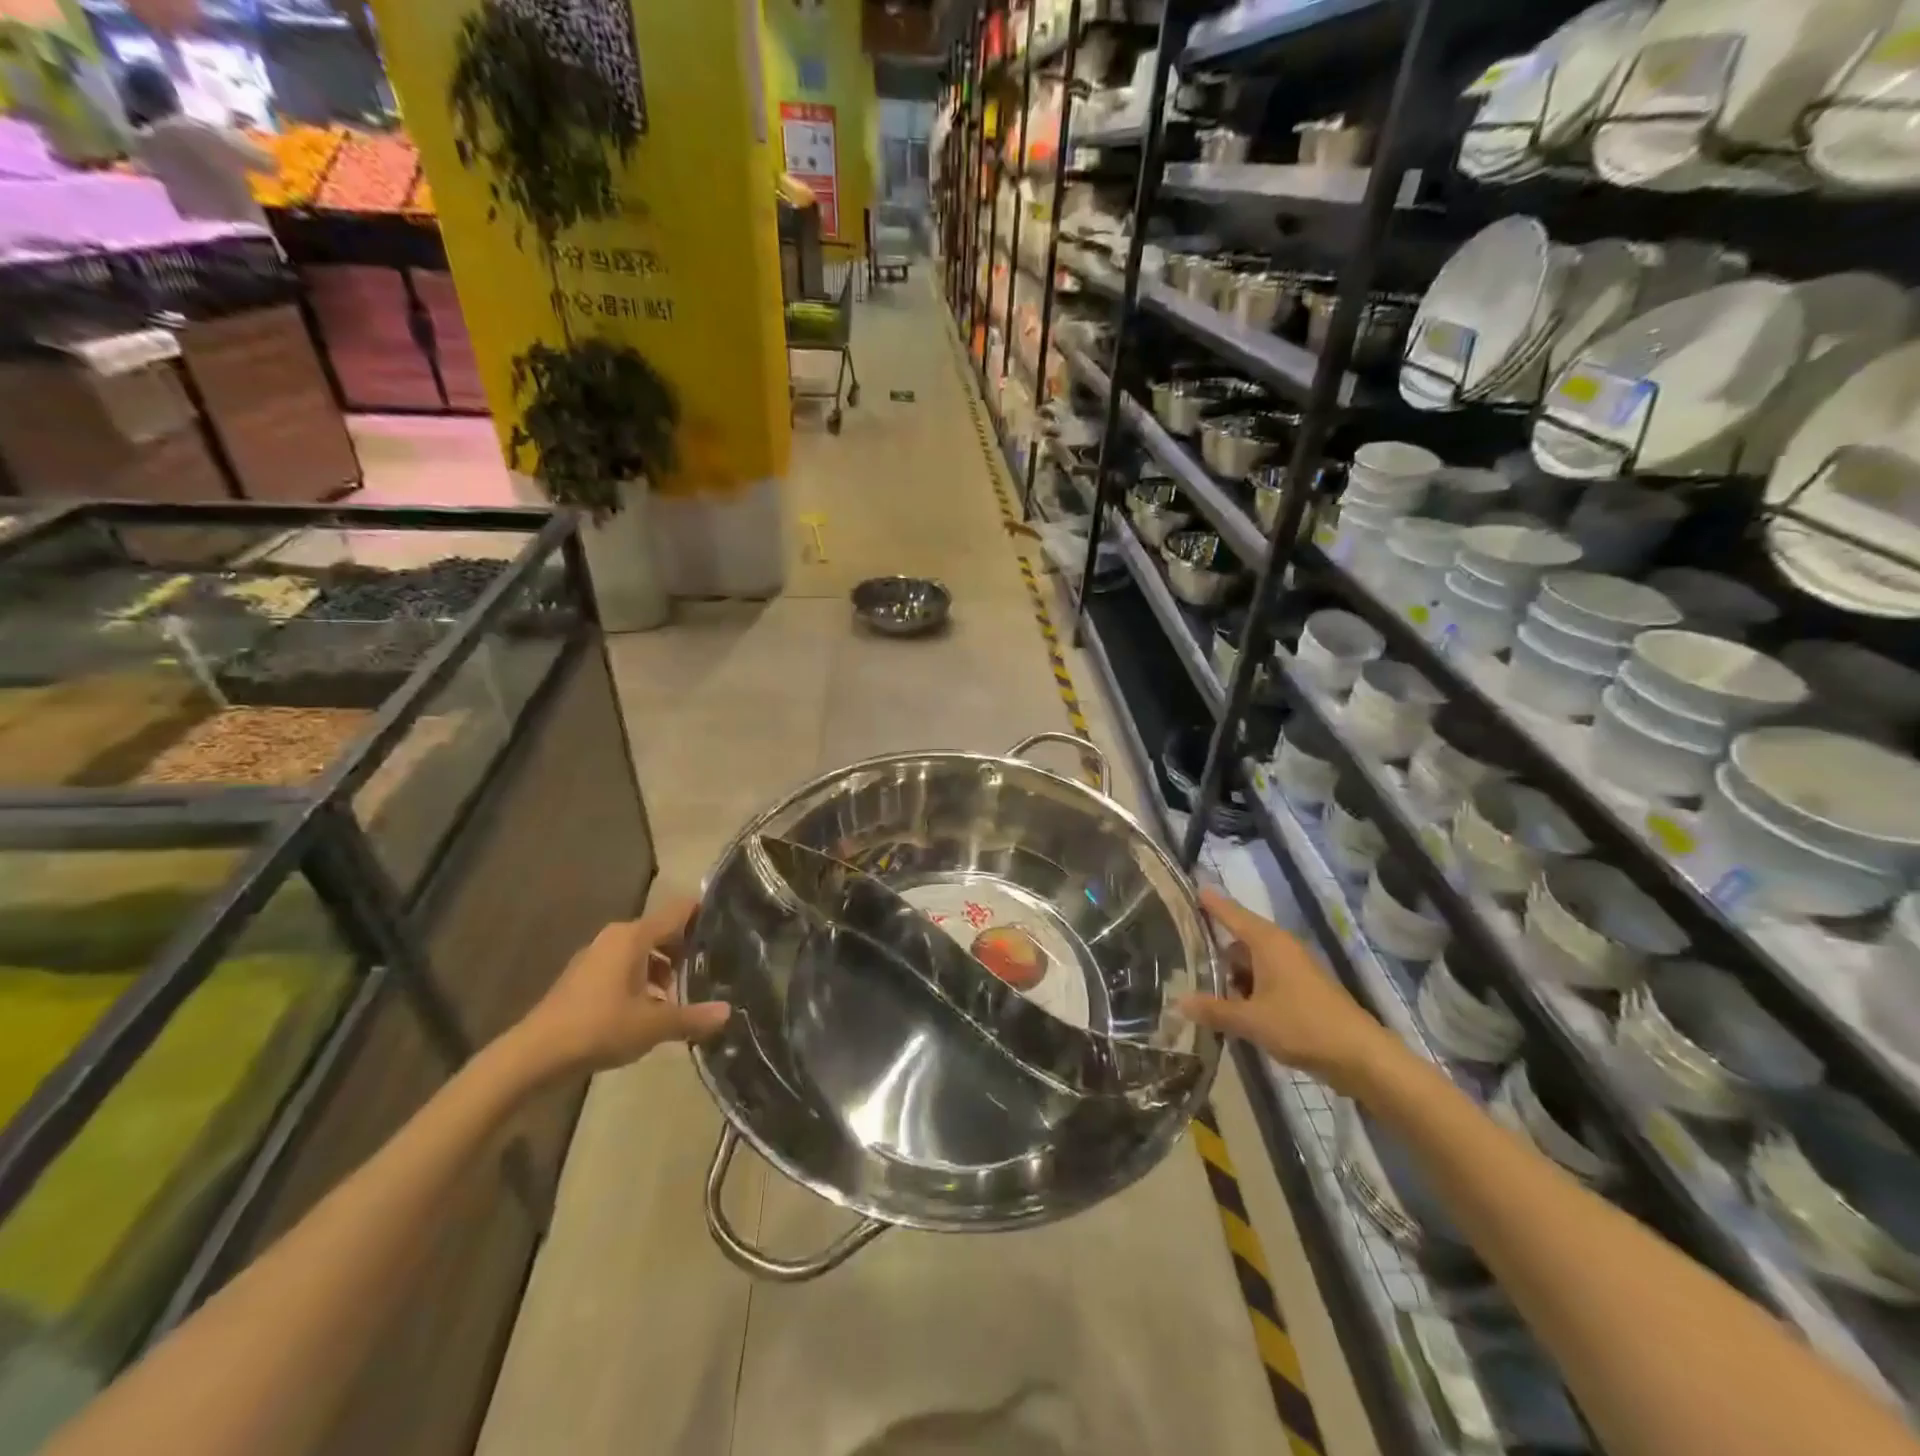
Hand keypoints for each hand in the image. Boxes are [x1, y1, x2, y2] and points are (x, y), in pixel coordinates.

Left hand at [509, 895, 730, 1078]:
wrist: (534, 1055)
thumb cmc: (599, 1028)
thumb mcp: (653, 1025)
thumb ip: (693, 1017)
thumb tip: (727, 1013)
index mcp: (634, 936)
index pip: (679, 911)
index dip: (703, 916)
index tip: (727, 930)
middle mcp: (615, 937)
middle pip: (661, 931)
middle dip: (685, 949)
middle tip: (710, 970)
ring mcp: (595, 956)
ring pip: (641, 951)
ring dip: (662, 969)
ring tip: (680, 997)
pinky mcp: (582, 977)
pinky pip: (622, 966)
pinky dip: (640, 979)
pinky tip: (648, 1010)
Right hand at [1177, 889, 1394, 1092]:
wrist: (1361, 1056)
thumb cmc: (1302, 1026)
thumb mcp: (1251, 1020)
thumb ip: (1213, 1010)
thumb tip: (1178, 1001)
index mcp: (1268, 942)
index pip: (1231, 912)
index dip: (1210, 902)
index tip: (1190, 886)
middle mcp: (1280, 947)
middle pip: (1240, 936)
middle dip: (1214, 942)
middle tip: (1180, 945)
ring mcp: (1294, 967)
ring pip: (1253, 960)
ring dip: (1230, 970)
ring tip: (1199, 979)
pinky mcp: (1302, 988)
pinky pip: (1265, 976)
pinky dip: (1247, 985)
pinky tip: (1231, 1003)